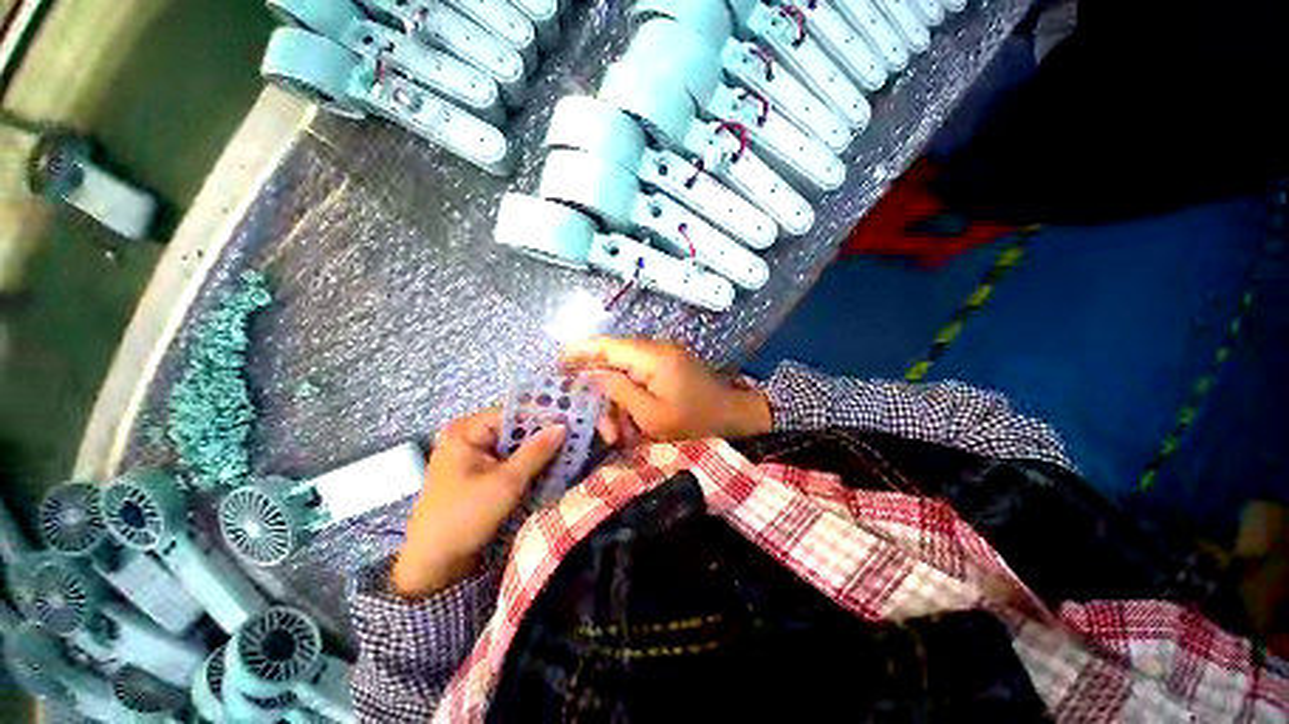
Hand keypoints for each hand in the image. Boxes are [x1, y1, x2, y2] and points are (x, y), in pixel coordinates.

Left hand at [392, 409, 565, 599]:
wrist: (433, 566)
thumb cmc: (466, 516)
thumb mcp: (507, 482)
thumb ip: (537, 451)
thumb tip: (562, 425)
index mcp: (466, 432)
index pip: (512, 414)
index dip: (542, 416)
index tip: (571, 419)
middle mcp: (468, 439)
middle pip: (513, 431)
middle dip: (542, 436)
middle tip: (575, 436)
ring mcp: (471, 459)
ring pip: (512, 448)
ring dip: (537, 453)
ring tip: (568, 450)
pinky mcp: (477, 477)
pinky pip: (507, 463)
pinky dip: (526, 466)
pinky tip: (549, 468)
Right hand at [562, 337, 771, 444]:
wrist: (734, 419)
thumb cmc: (695, 422)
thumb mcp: (652, 415)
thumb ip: (619, 391)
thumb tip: (590, 375)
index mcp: (652, 357)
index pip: (607, 345)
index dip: (580, 351)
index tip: (556, 361)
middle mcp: (655, 350)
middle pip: (614, 362)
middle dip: (602, 395)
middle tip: (603, 430)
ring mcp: (663, 358)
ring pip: (625, 374)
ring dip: (618, 404)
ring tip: (620, 436)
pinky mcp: (667, 369)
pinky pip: (639, 380)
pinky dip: (631, 402)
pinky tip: (632, 426)